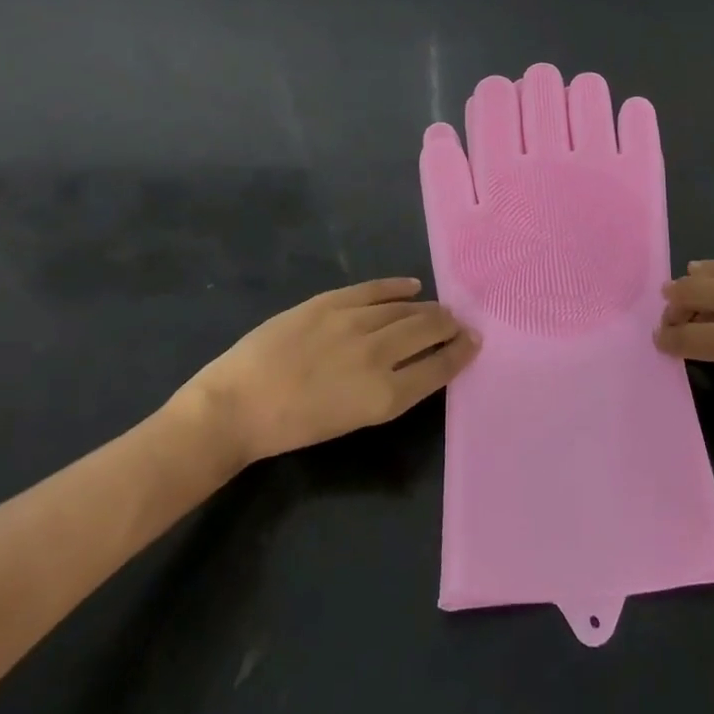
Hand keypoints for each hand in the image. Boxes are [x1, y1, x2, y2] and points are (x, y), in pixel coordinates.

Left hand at [171, 278, 478, 470]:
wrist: (237, 406)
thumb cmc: (294, 427)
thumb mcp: (353, 420)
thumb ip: (391, 390)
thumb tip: (418, 364)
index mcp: (384, 395)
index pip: (438, 367)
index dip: (461, 353)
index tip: (475, 342)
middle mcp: (377, 354)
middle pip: (428, 330)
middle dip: (450, 325)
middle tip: (461, 323)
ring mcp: (353, 322)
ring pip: (405, 308)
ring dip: (428, 308)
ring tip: (439, 308)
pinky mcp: (331, 302)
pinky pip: (375, 289)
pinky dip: (397, 287)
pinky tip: (412, 287)